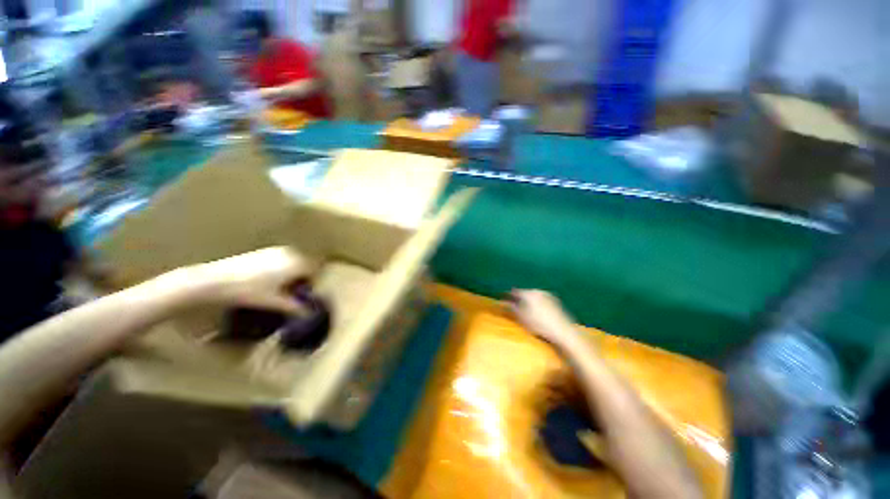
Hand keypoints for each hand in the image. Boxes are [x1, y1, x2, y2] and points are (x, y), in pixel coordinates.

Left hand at [177, 247, 316, 313]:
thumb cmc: (249, 291)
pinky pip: (283, 259)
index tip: (305, 294)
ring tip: (279, 288)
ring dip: (293, 274)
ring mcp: (277, 250)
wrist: (214, 281)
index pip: (316, 270)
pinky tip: (267, 281)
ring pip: (294, 262)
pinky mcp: (264, 251)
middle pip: (307, 265)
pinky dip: (282, 269)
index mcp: (296, 263)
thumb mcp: (275, 302)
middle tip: (293, 293)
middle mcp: (290, 253)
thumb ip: (296, 308)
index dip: (313, 283)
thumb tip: (310, 314)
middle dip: (304, 278)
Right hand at [508, 289, 578, 348]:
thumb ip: (511, 308)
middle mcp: (537, 291)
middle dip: (519, 297)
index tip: (503, 299)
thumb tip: (503, 302)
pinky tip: (537, 311)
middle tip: (514, 304)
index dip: (508, 295)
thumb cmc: (539, 324)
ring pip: (534, 296)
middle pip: (524, 292)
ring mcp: (547, 295)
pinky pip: (541, 299)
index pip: (514, 291)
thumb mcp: (521, 317)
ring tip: (525, 308)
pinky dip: (537, 303)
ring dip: (528, 300)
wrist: (563, 331)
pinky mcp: (555, 301)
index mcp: (528, 293)